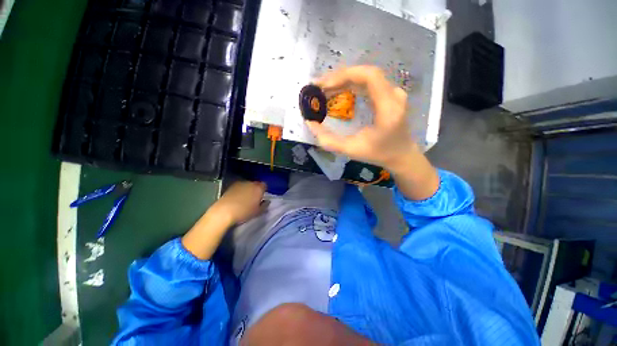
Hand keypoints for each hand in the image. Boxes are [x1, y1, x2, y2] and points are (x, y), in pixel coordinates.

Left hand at [211, 181, 266, 225]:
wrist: (224, 212)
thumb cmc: (244, 212)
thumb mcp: (258, 212)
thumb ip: (264, 205)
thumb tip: (267, 201)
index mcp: (259, 188)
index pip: (264, 185)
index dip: (264, 190)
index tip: (262, 197)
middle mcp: (250, 183)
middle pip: (256, 184)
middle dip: (256, 189)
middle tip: (254, 198)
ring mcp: (240, 183)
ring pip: (247, 185)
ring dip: (248, 189)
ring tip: (245, 198)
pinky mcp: (231, 186)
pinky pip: (239, 187)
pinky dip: (240, 190)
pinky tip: (237, 198)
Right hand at [307, 66, 438, 199]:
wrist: (401, 155)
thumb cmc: (378, 154)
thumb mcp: (351, 150)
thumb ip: (329, 140)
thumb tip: (310, 123)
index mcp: (388, 108)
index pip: (369, 76)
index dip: (344, 75)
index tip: (324, 85)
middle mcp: (394, 95)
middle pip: (365, 74)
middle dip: (339, 78)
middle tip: (319, 87)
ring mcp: (393, 93)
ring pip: (366, 77)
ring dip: (343, 81)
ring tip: (325, 90)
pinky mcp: (389, 95)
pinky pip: (368, 84)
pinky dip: (351, 85)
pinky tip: (338, 92)